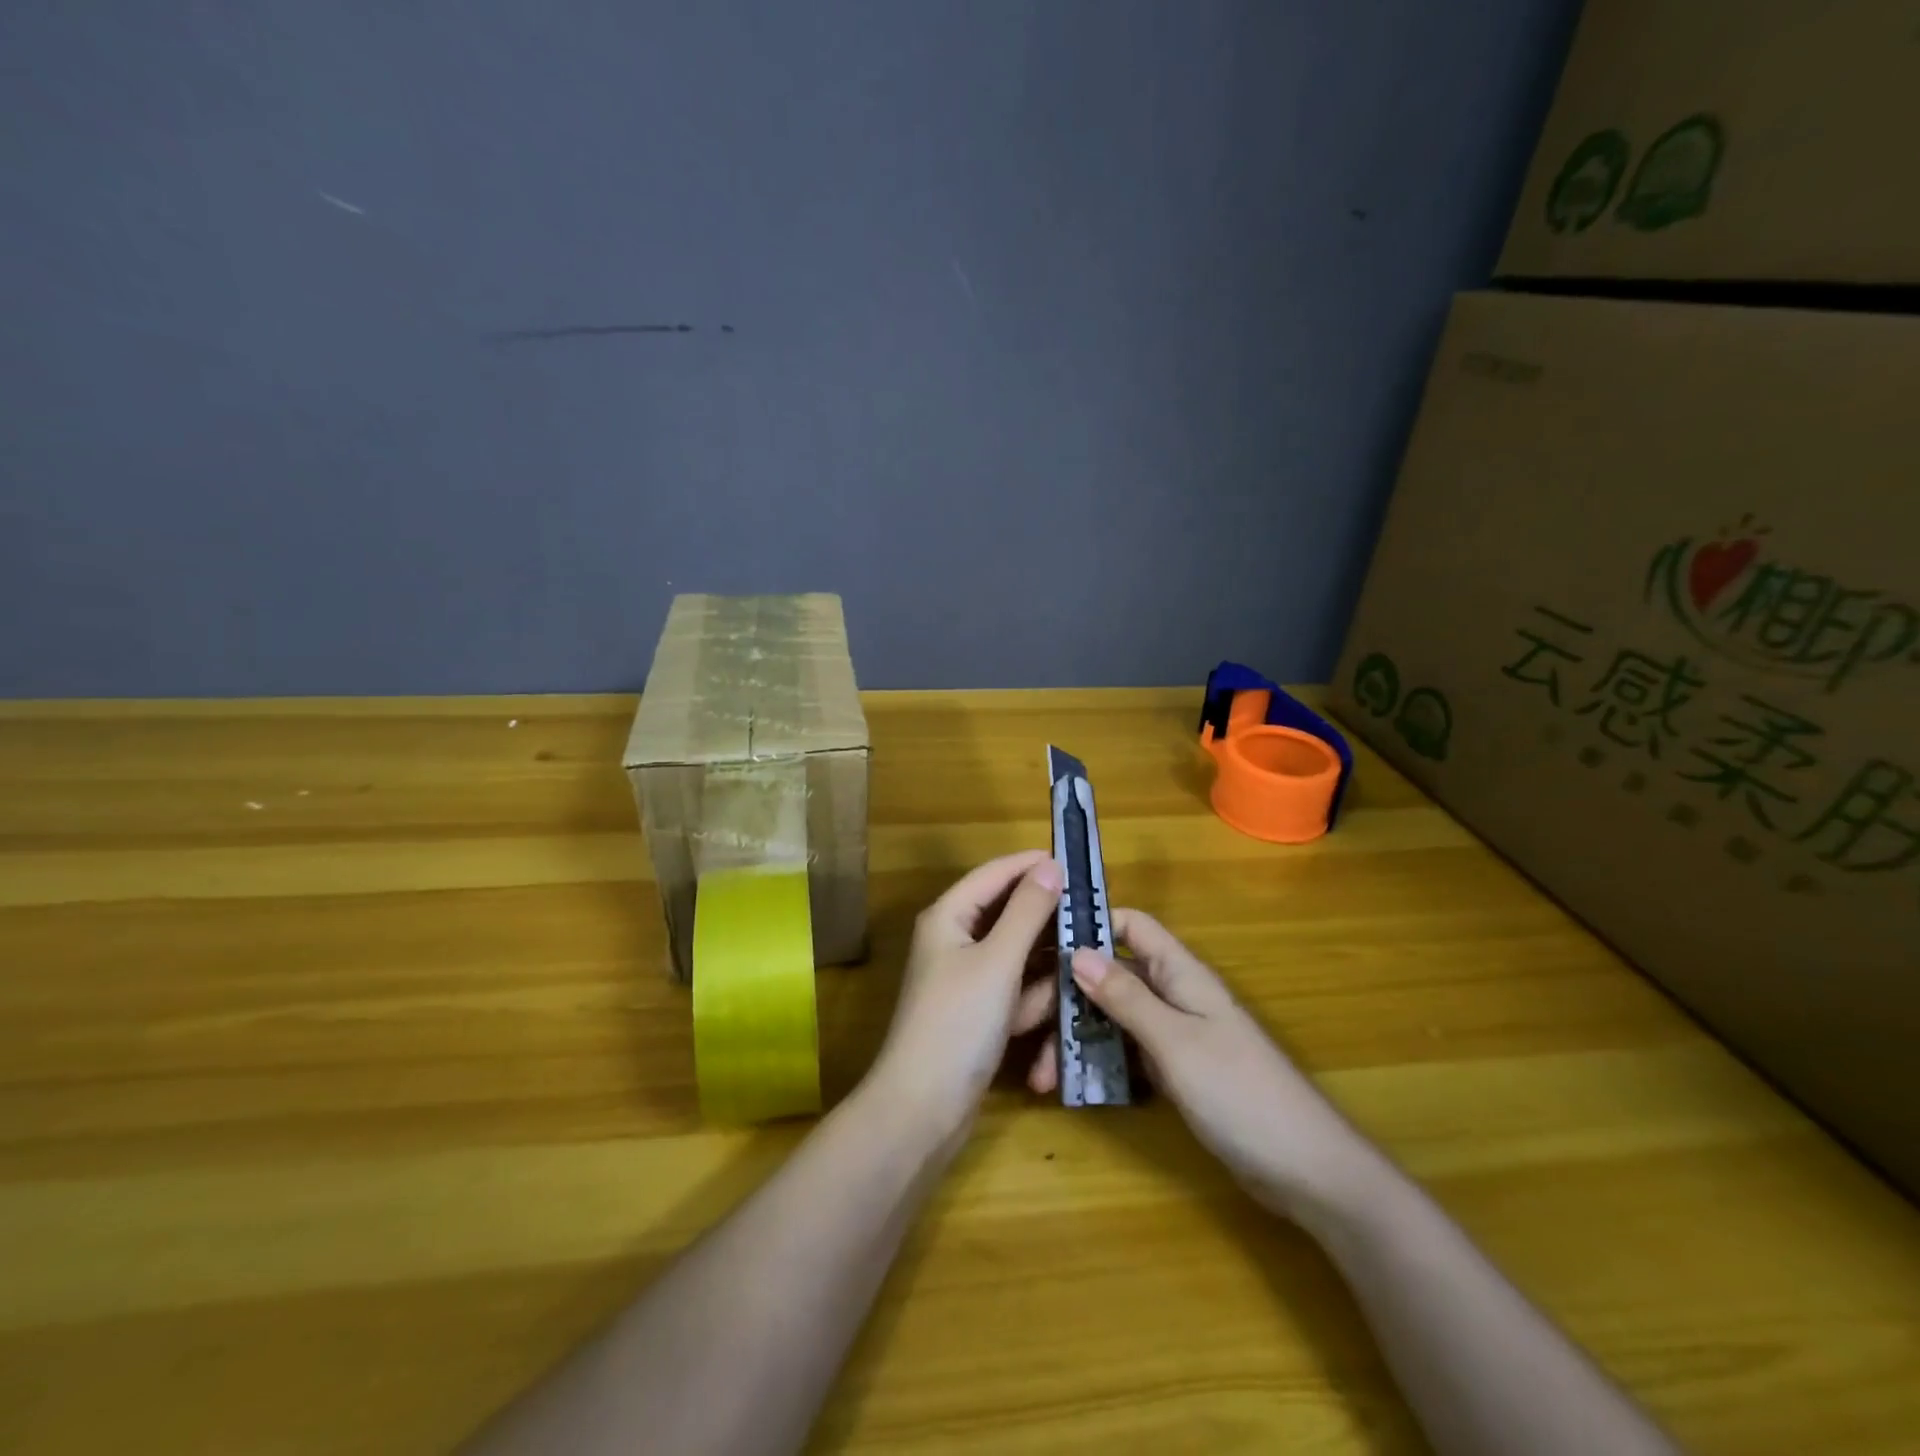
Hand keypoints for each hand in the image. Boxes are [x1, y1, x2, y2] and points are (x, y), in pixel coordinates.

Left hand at [867, 852, 1062, 1141]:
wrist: (922, 1109)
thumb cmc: (958, 1024)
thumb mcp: (998, 961)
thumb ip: (1027, 911)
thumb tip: (1050, 865)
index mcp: (949, 917)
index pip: (996, 874)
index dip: (1034, 865)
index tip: (1079, 863)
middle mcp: (956, 940)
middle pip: (1010, 915)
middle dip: (1048, 920)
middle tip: (1095, 916)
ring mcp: (968, 979)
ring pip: (1018, 955)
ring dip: (1044, 965)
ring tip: (1081, 966)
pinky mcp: (979, 1013)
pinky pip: (1016, 989)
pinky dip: (1032, 999)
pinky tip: (1053, 1010)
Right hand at [1069, 910, 1370, 1219]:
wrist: (1306, 1170)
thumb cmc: (1241, 1092)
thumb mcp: (1176, 1042)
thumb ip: (1127, 997)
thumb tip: (1077, 953)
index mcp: (1181, 974)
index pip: (1131, 927)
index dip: (1091, 925)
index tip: (1043, 942)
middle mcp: (1175, 996)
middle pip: (1113, 977)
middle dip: (1071, 996)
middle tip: (1027, 1026)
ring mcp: (1176, 1036)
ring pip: (1115, 1019)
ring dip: (1079, 1037)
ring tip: (1043, 1074)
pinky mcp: (1176, 1073)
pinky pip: (1128, 1054)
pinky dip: (1100, 1063)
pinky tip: (1072, 1085)